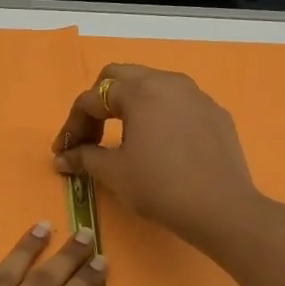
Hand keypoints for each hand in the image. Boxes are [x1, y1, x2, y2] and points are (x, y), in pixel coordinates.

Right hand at [52, 63, 268, 254]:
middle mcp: (168, 82)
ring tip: (123, 135)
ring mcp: (196, 95)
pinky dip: (159, 114)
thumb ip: (84, 157)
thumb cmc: (160, 186)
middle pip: (120, 76)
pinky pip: (178, 102)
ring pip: (152, 84)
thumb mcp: (114, 173)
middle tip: (90, 132)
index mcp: (139, 91)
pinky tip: (159, 143)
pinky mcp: (215, 113)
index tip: (63, 151)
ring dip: (129, 103)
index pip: (92, 99)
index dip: (72, 125)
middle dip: (98, 101)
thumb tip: (62, 158)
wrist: (222, 209)